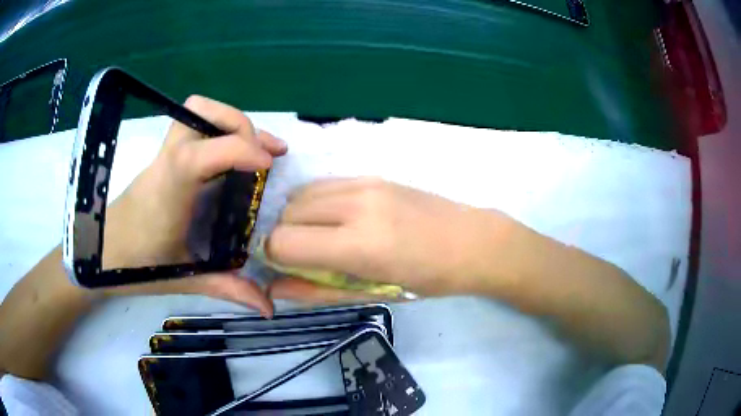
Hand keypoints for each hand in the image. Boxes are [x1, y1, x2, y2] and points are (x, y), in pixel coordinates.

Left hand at [100, 95, 286, 314]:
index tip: (270, 165)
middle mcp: (167, 162)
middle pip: (199, 111)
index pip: (201, 153)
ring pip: (196, 111)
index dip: (240, 148)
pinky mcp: (165, 158)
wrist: (101, 251)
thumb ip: (228, 288)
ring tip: (257, 148)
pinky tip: (234, 158)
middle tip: (264, 153)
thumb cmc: (138, 265)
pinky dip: (220, 131)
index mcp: (169, 190)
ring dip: (230, 121)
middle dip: (238, 123)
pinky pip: (195, 127)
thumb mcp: (185, 278)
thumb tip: (268, 307)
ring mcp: (164, 155)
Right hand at [267, 177, 515, 300]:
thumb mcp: (371, 294)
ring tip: (320, 237)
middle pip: (286, 213)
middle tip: (305, 256)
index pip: (284, 242)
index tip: (286, 267)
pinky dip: (315, 203)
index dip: (275, 257)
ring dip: (298, 218)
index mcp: (359, 245)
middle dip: (285, 237)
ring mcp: (364, 184)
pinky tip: (335, 219)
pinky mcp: (371, 174)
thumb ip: (317, 291)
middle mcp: (356, 206)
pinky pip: (323, 185)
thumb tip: (275, 286)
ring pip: (300, 195)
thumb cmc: (426, 279)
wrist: (471, 241)